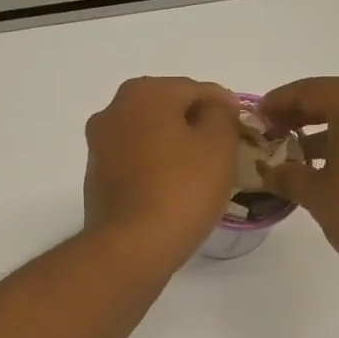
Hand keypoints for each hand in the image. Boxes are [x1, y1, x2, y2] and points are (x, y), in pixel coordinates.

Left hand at [84, 77, 240, 268]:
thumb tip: (215, 107)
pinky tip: (173, 192)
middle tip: (224, 155)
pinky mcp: (96, 179)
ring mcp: (99, 146)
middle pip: (168, 110)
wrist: (131, 247)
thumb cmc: (181, 190)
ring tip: (201, 176)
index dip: (224, 108)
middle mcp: (113, 111)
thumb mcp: (218, 145)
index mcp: (143, 93)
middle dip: (196, 127)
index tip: (242, 132)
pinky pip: (135, 164)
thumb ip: (222, 114)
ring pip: (149, 137)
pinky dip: (154, 170)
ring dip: (174, 148)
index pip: (196, 89)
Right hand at [260, 76, 338, 295]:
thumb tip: (269, 170)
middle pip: (334, 98)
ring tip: (300, 158)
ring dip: (328, 132)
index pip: (306, 91)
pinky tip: (336, 170)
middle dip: (301, 116)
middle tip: (273, 135)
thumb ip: (288, 176)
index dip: (276, 104)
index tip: (255, 118)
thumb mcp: (318, 197)